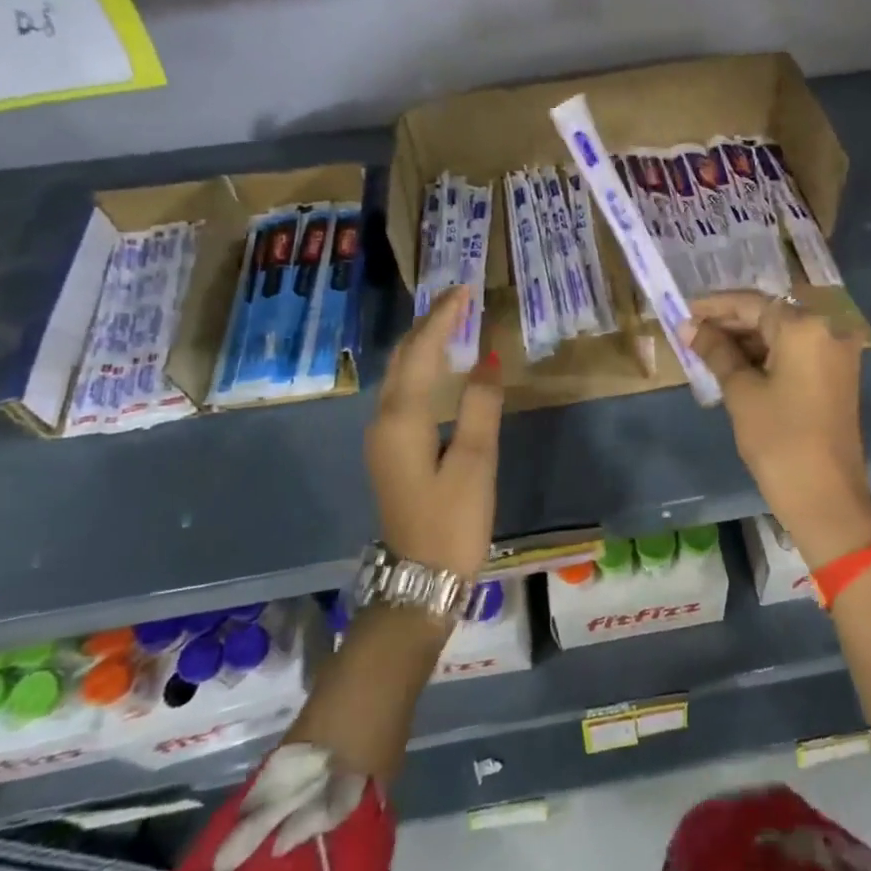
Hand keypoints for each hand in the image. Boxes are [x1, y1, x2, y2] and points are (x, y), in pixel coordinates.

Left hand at [365, 287, 503, 581]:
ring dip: (423, 343)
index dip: (443, 317)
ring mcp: (382, 437)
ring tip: (452, 322)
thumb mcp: (476, 462)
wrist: (420, 581)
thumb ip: (481, 405)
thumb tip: (488, 356)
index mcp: (402, 419)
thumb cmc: (453, 521)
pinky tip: (439, 367)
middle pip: (402, 357)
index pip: (422, 351)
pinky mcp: (390, 451)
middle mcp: (383, 420)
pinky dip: (421, 367)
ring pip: (399, 374)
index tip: (466, 289)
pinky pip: (403, 392)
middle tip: (459, 299)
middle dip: (428, 324)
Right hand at [684, 291, 870, 567]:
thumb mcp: (741, 392)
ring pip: (784, 333)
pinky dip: (768, 354)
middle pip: (770, 314)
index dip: (715, 306)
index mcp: (805, 327)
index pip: (752, 303)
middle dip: (731, 322)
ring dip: (748, 339)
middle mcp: (828, 329)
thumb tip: (689, 327)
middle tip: (692, 332)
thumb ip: (716, 351)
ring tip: (707, 348)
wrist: (826, 498)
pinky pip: (797, 351)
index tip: (684, 310)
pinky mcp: (837, 375)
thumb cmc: (778, 440)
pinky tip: (736, 364)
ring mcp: (837, 353)